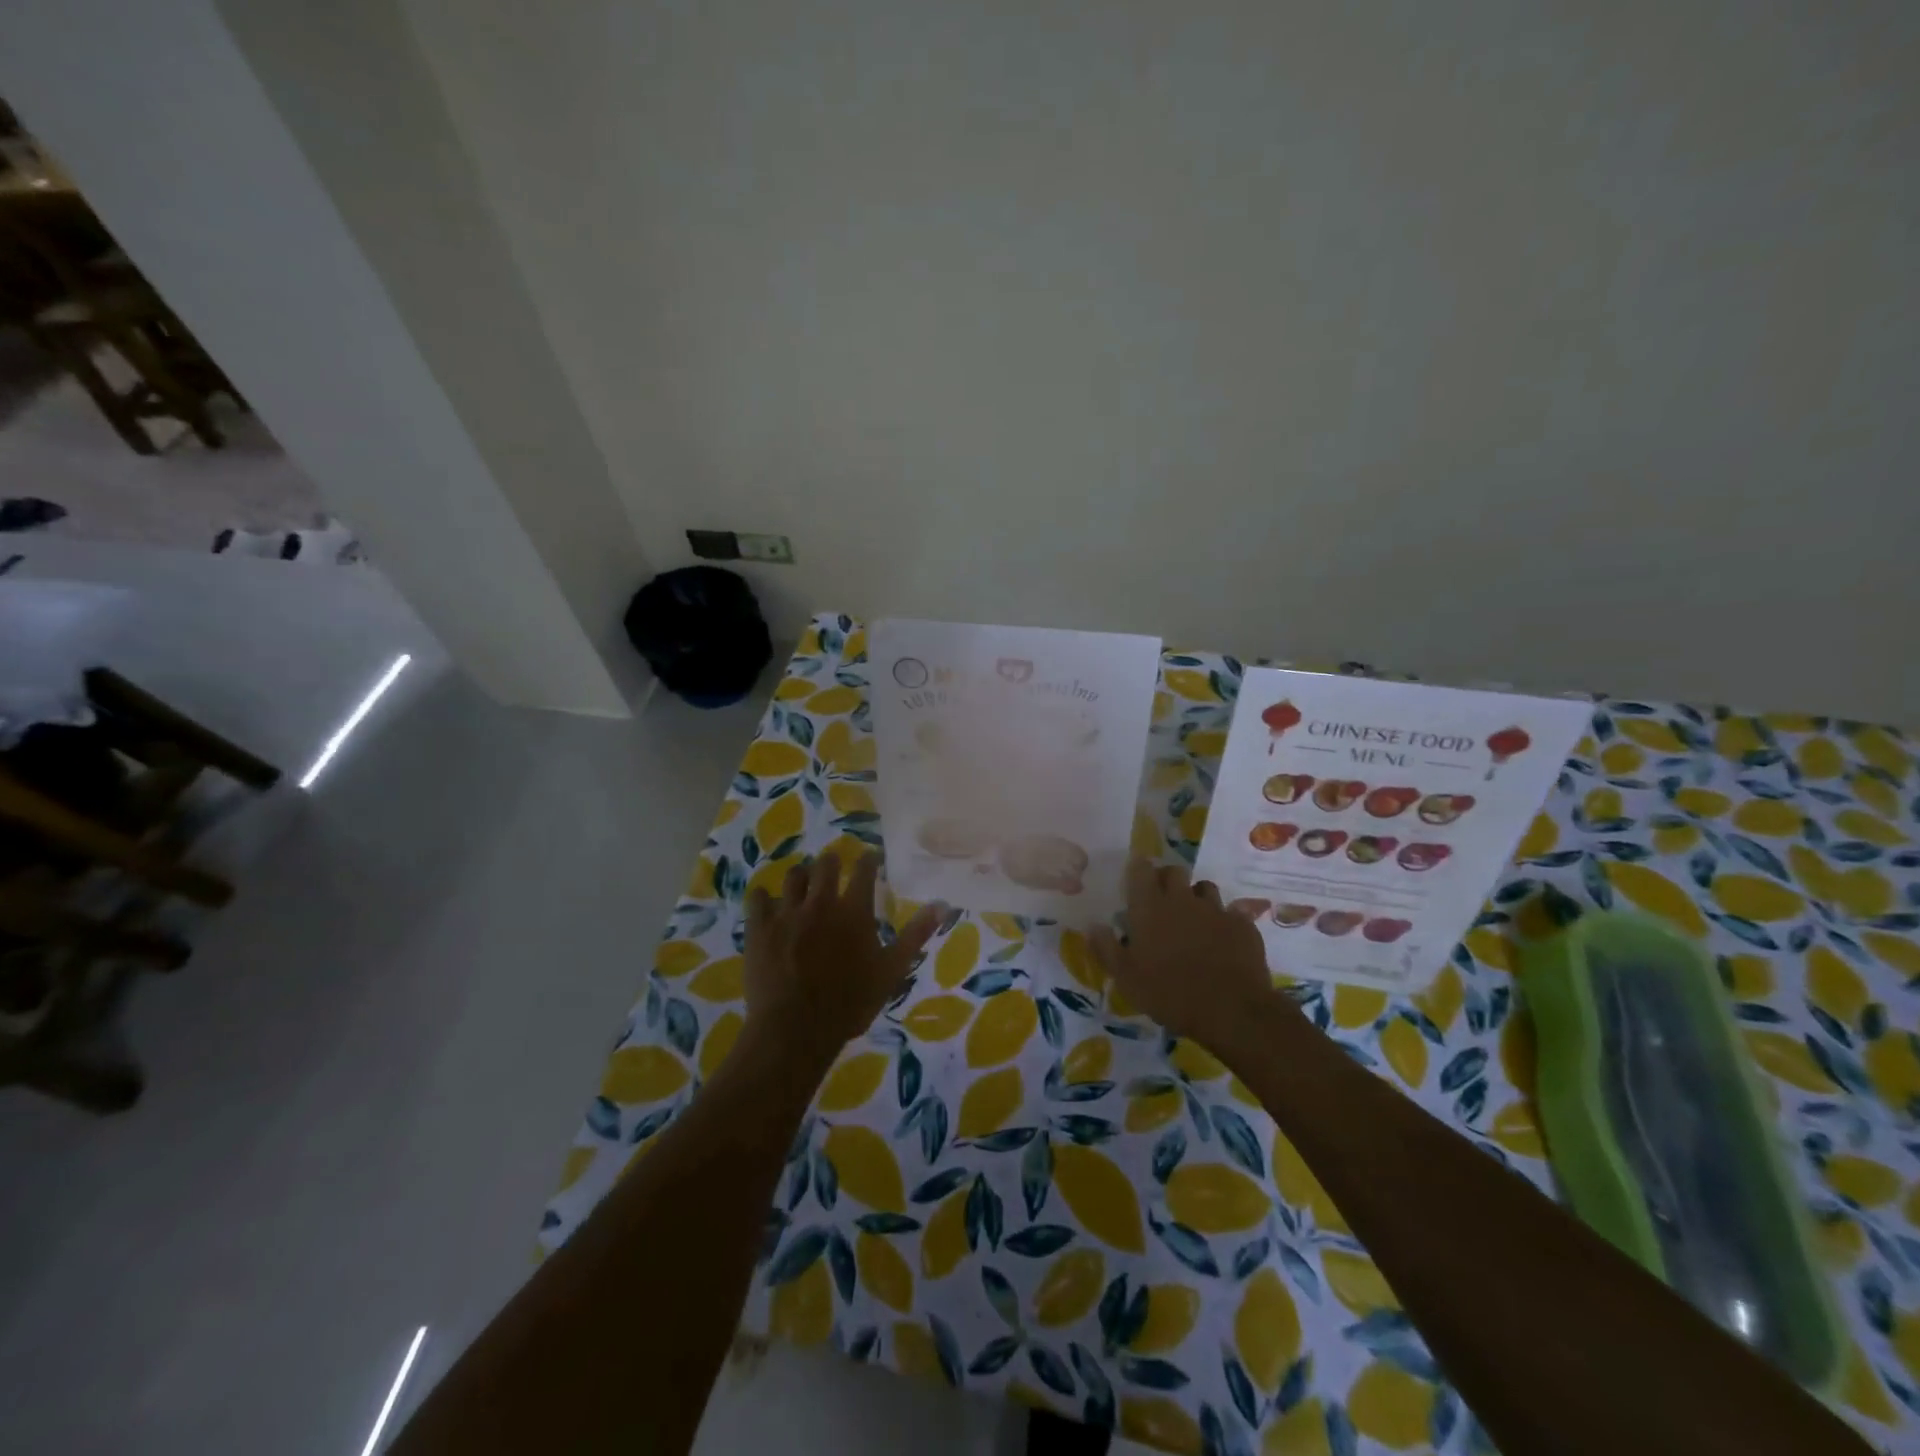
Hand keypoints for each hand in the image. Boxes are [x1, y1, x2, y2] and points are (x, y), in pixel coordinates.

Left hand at [745, 852, 942, 1061]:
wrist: (795, 1030)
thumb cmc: (850, 1003)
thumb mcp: (892, 971)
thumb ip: (916, 935)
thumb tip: (942, 904)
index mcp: (854, 910)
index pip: (864, 869)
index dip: (869, 860)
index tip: (872, 859)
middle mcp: (820, 902)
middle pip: (825, 864)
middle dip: (832, 862)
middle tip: (835, 869)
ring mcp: (786, 913)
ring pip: (793, 876)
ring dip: (802, 876)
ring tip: (804, 884)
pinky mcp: (759, 928)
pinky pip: (758, 898)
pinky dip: (765, 897)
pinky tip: (768, 904)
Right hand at [1092, 860, 1281, 1050]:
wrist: (1231, 1010)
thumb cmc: (1169, 993)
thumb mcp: (1126, 978)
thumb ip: (1106, 948)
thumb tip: (1093, 925)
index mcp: (1150, 907)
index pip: (1141, 870)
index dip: (1138, 870)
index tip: (1135, 880)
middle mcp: (1182, 900)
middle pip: (1174, 872)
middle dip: (1166, 880)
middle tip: (1161, 901)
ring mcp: (1216, 910)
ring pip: (1204, 888)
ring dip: (1196, 897)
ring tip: (1193, 919)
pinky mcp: (1242, 925)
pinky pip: (1231, 913)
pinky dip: (1223, 922)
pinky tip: (1222, 940)